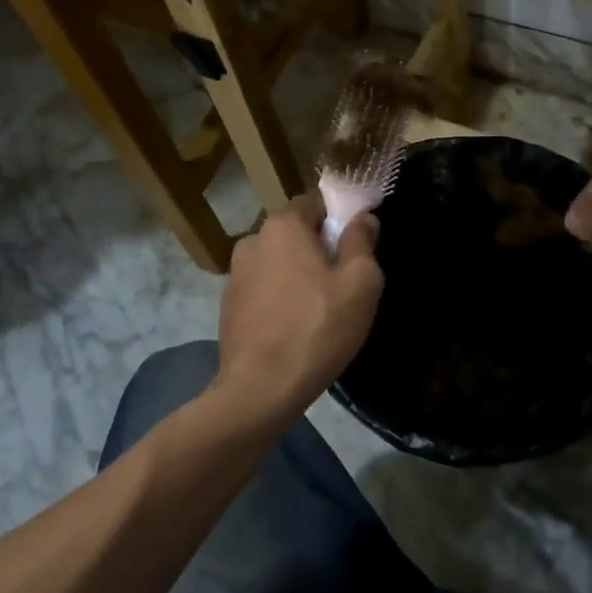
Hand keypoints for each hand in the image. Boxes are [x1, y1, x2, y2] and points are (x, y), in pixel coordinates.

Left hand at [212, 193, 383, 426]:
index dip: (338, 220)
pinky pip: (262, 288)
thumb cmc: (318, 328)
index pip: (314, 203)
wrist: (260, 389)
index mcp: (283, 225)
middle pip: (294, 232)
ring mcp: (234, 274)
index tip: (355, 248)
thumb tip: (363, 218)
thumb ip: (362, 241)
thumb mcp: (360, 282)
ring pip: (277, 261)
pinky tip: (293, 326)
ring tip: (317, 309)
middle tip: (342, 282)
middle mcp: (252, 240)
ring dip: (296, 274)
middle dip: (318, 248)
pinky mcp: (228, 306)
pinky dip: (278, 298)